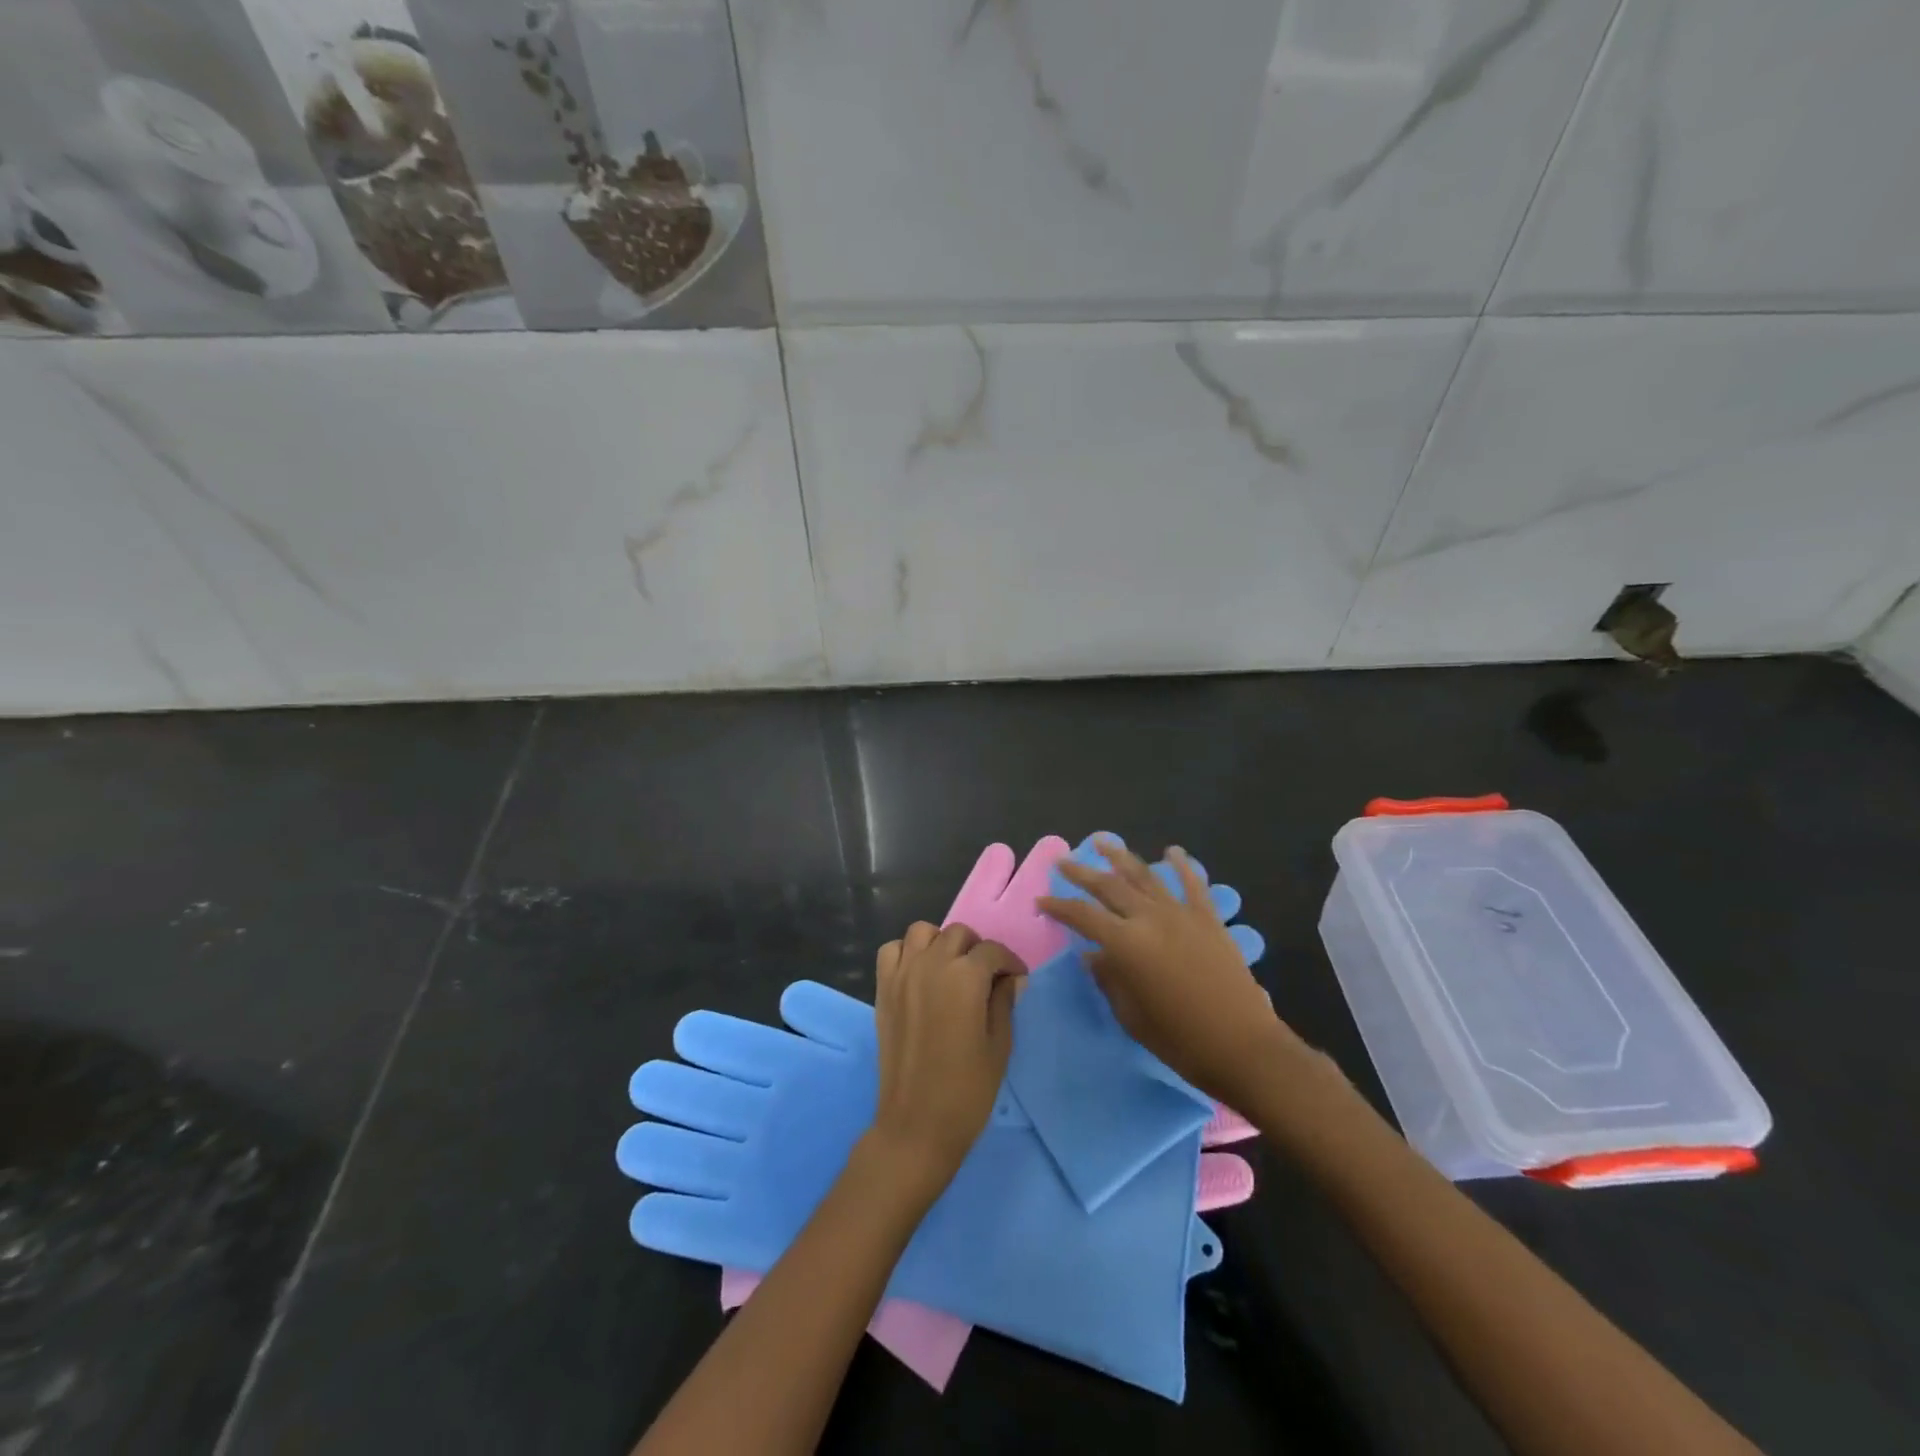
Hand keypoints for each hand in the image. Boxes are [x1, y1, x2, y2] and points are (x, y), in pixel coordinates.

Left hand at [867, 922, 1025, 1195]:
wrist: (916, 1124)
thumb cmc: (967, 1090)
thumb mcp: (999, 1046)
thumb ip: (1004, 1002)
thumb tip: (1010, 978)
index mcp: (965, 977)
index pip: (992, 951)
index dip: (1010, 962)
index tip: (1017, 979)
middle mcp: (932, 964)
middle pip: (958, 934)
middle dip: (977, 949)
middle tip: (987, 976)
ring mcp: (903, 974)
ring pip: (922, 932)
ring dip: (941, 943)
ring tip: (952, 969)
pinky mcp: (883, 990)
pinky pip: (892, 951)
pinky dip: (907, 953)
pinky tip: (920, 975)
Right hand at [1038, 837, 1309, 1110]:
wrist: (1242, 1045)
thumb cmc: (1179, 1039)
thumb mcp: (1131, 1014)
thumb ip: (1109, 979)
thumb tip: (1093, 956)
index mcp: (1126, 943)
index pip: (1082, 916)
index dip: (1059, 907)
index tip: (1041, 901)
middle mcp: (1150, 918)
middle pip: (1109, 887)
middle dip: (1082, 873)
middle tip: (1062, 863)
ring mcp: (1181, 914)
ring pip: (1145, 876)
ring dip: (1122, 857)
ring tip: (1103, 842)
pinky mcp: (1208, 919)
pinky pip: (1192, 884)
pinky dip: (1182, 865)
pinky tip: (1172, 851)